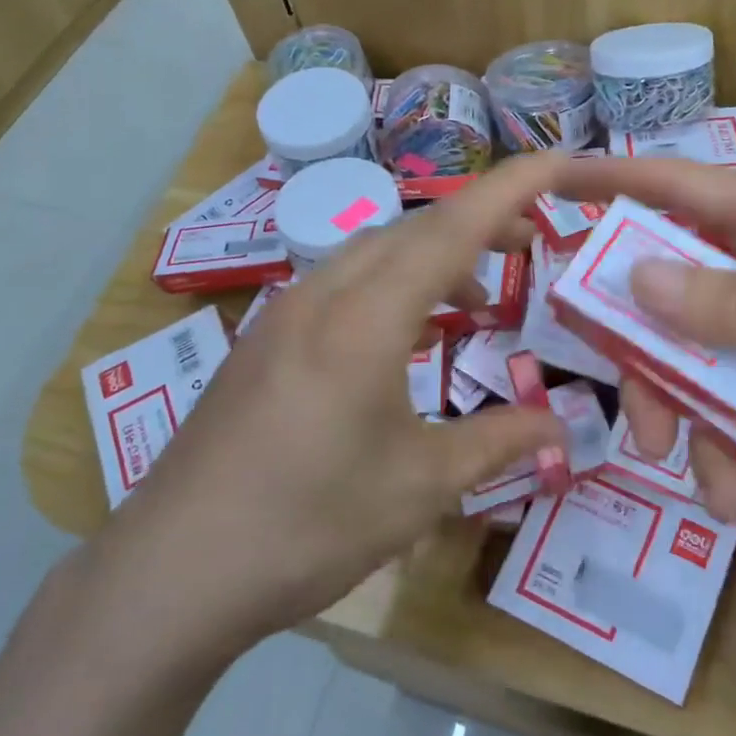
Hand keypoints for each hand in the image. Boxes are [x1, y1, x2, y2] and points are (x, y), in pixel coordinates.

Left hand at [88, 154, 567, 653]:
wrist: (173, 571)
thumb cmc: (308, 526)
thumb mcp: (420, 487)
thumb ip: (498, 442)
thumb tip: (562, 426)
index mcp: (366, 318)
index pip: (454, 228)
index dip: (514, 188)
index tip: (562, 163)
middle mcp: (322, 296)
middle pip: (413, 229)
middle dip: (480, 223)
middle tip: (532, 243)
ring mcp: (283, 314)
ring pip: (374, 253)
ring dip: (433, 259)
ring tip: (477, 302)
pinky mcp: (263, 341)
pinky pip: (342, 285)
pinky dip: (392, 289)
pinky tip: (406, 336)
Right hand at [552, 156, 735, 519]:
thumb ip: (734, 307)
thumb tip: (633, 280)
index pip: (677, 187)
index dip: (610, 182)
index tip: (547, 185)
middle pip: (673, 296)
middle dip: (650, 361)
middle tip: (642, 426)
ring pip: (701, 358)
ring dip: (694, 420)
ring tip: (709, 488)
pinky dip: (733, 442)